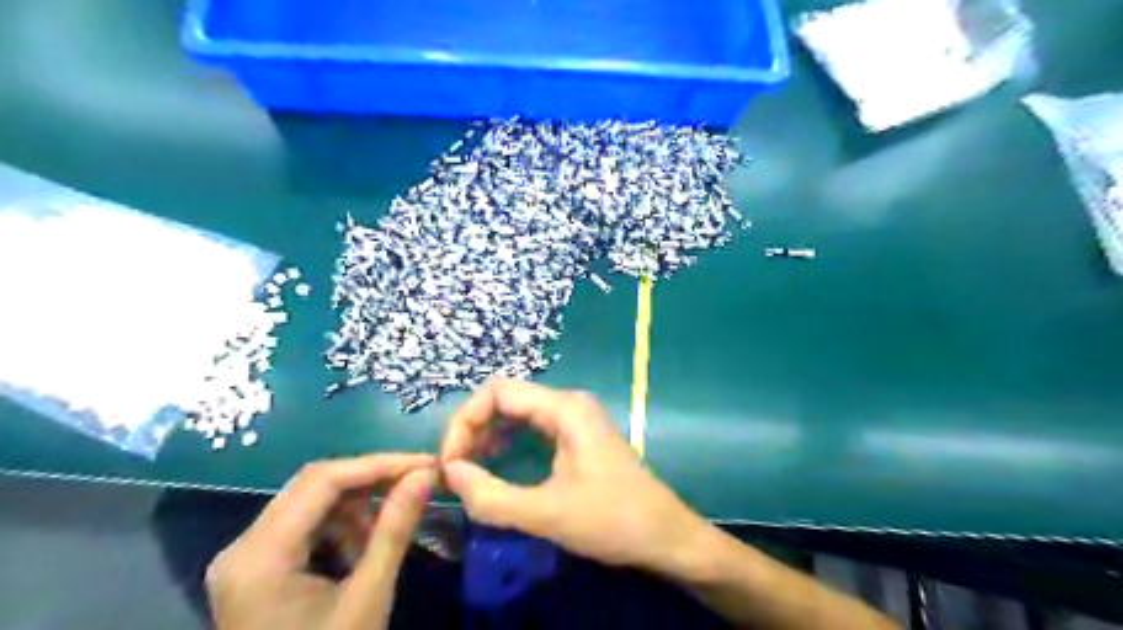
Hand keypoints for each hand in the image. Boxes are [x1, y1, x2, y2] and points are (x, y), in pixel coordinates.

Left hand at [207, 453, 434, 628]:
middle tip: (419, 481)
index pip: (322, 481)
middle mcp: (242, 547)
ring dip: (358, 506)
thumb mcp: (368, 598)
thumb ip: (395, 530)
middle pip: (314, 485)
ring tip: (389, 529)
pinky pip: (306, 524)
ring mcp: (246, 557)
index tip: (426, 464)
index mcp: (259, 557)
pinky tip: (362, 548)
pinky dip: (341, 526)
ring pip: (311, 501)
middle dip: (371, 480)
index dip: (379, 465)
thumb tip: (425, 475)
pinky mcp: (257, 568)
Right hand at [442, 377, 709, 576]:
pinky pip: (532, 426)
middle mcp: (568, 403)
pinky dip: (507, 441)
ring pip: (517, 412)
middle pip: (505, 398)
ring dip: (488, 435)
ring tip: (469, 469)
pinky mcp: (577, 435)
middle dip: (473, 429)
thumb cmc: (612, 520)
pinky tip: (496, 464)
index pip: (496, 392)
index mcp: (564, 408)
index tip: (450, 463)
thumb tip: (449, 473)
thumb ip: (491, 496)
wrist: (665, 534)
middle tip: (455, 470)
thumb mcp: (546, 513)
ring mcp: (574, 417)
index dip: (464, 421)